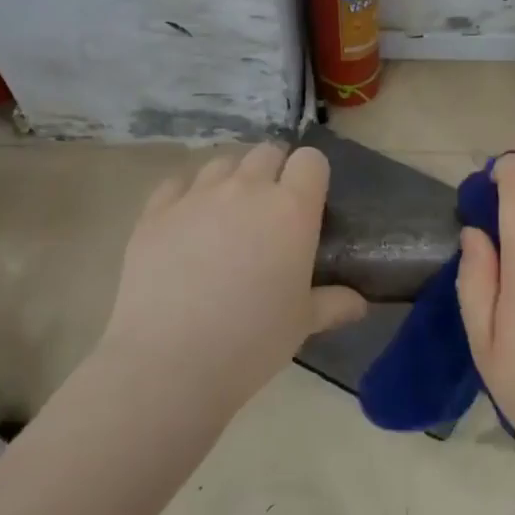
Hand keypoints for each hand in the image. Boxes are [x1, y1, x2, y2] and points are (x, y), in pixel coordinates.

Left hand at [96, 144, 365, 419]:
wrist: (170, 361)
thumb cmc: (253, 340)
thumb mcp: (303, 323)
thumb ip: (334, 303)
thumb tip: (360, 304)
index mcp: (291, 209)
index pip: (311, 161)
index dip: (312, 176)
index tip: (309, 203)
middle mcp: (246, 190)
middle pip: (266, 153)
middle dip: (274, 172)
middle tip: (271, 212)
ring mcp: (195, 196)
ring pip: (221, 163)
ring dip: (232, 180)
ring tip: (229, 216)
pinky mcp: (154, 212)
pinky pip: (176, 184)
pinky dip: (187, 195)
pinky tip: (187, 225)